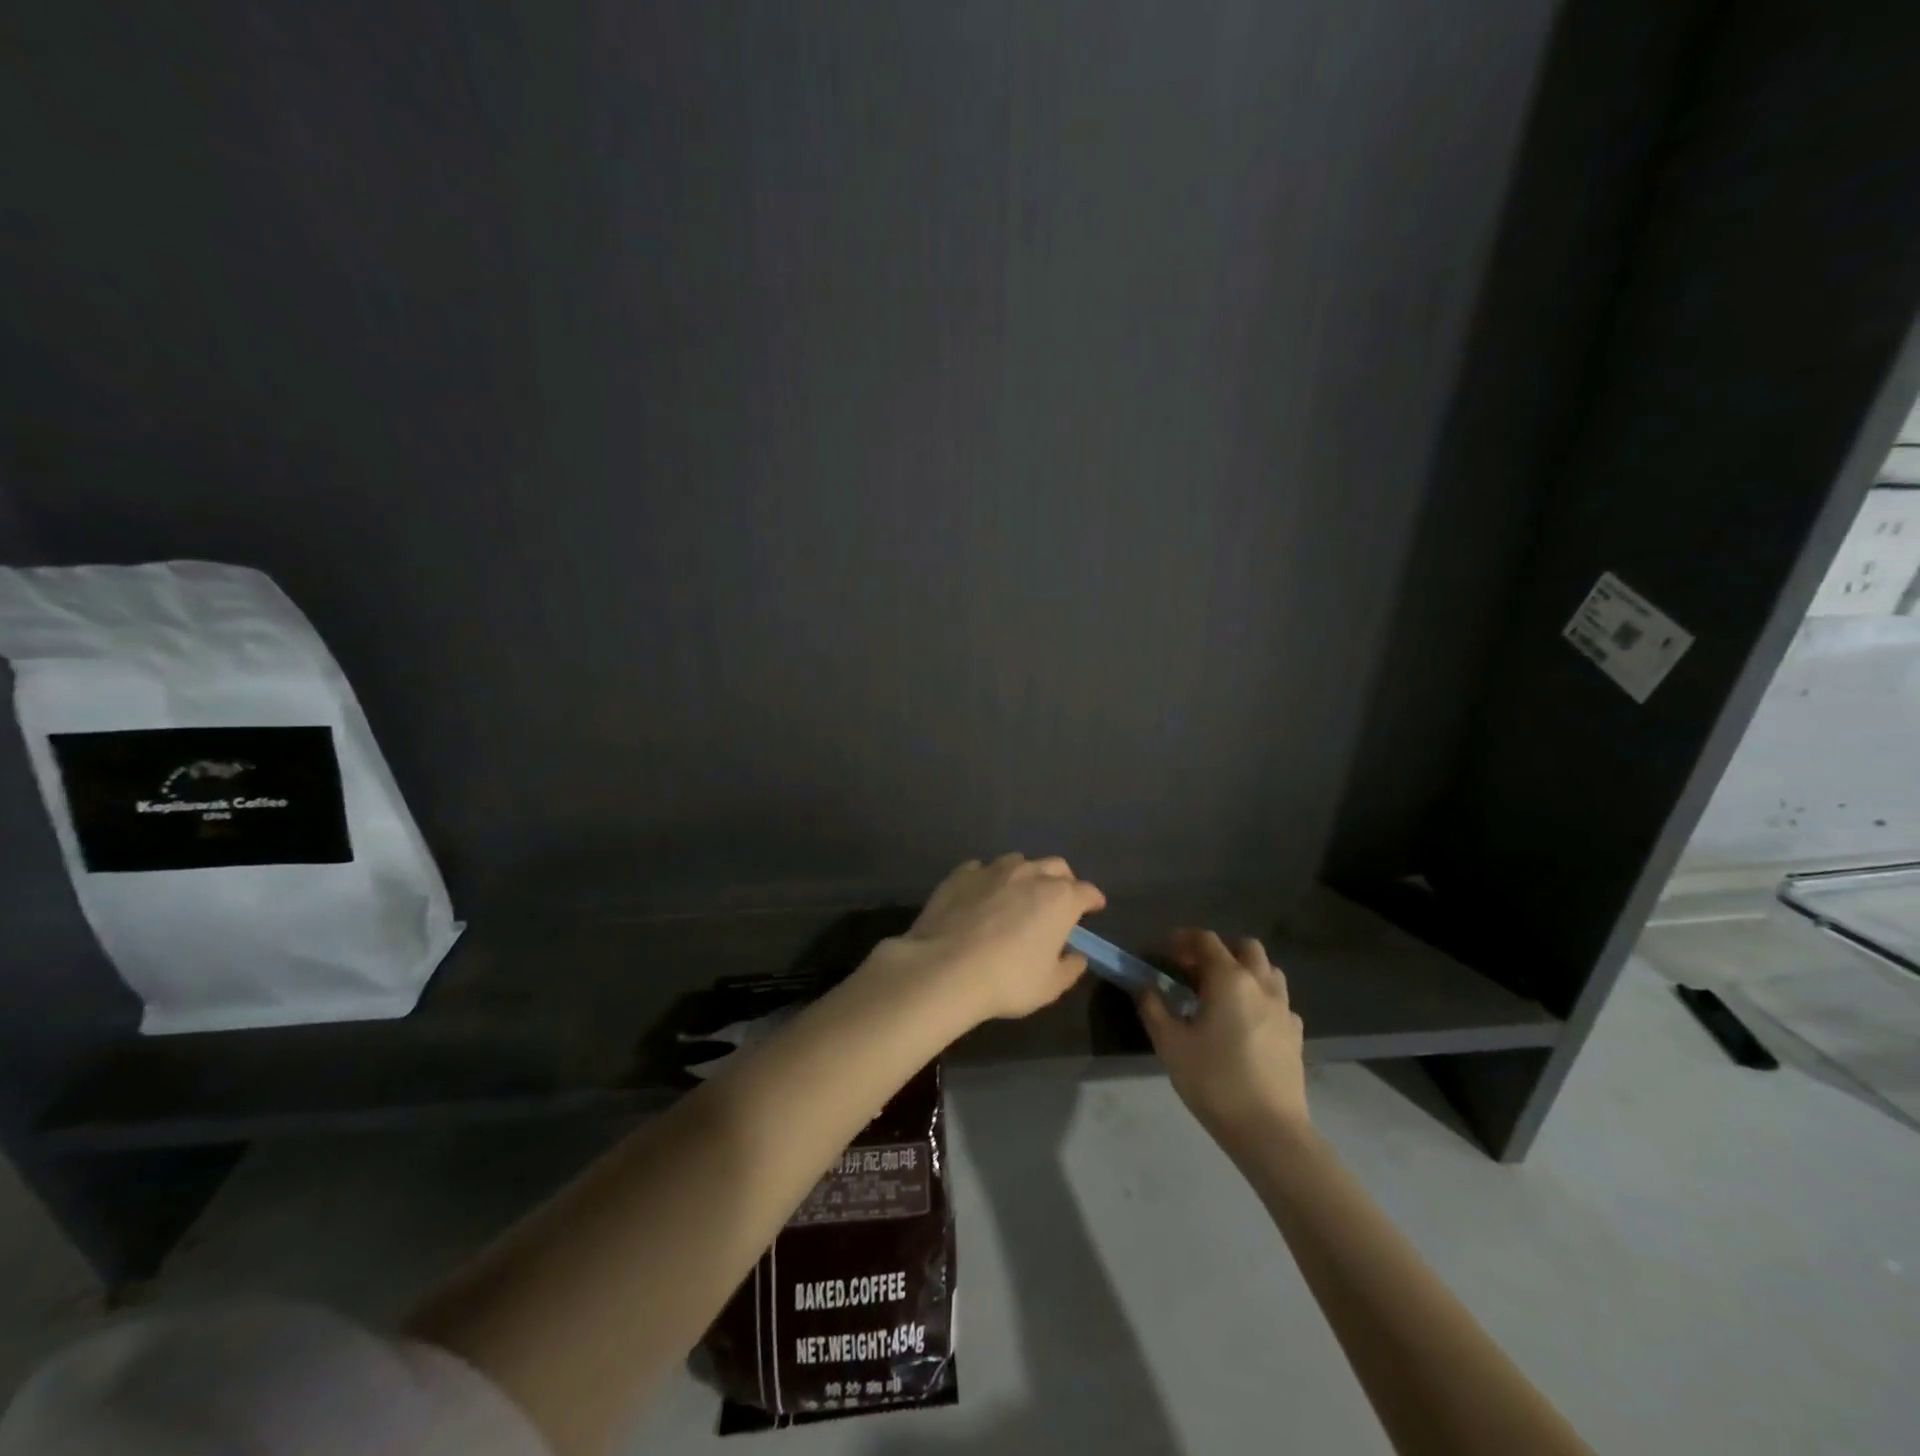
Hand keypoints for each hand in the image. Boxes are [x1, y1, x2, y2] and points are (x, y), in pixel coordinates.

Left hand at [892, 854, 1106, 1024]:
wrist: (945, 968)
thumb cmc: (1007, 980)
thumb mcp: (1049, 986)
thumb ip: (1069, 968)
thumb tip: (1076, 956)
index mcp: (1059, 899)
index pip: (1087, 891)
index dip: (1093, 900)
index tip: (1094, 908)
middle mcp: (1030, 874)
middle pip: (1056, 866)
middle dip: (1063, 880)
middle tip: (1059, 900)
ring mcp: (993, 869)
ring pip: (1018, 861)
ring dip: (1025, 875)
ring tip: (1017, 894)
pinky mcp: (961, 873)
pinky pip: (981, 869)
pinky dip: (988, 879)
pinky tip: (981, 896)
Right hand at [1136, 929, 1308, 1146]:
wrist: (1269, 1130)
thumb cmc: (1213, 1080)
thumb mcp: (1170, 1043)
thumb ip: (1153, 1006)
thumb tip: (1143, 984)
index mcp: (1229, 979)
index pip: (1206, 940)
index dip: (1183, 939)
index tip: (1165, 951)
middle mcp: (1261, 984)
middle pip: (1245, 947)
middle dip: (1219, 950)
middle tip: (1195, 971)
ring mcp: (1284, 1009)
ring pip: (1267, 971)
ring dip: (1244, 971)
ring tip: (1221, 994)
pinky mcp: (1295, 1034)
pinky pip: (1278, 1001)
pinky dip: (1260, 999)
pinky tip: (1245, 1023)